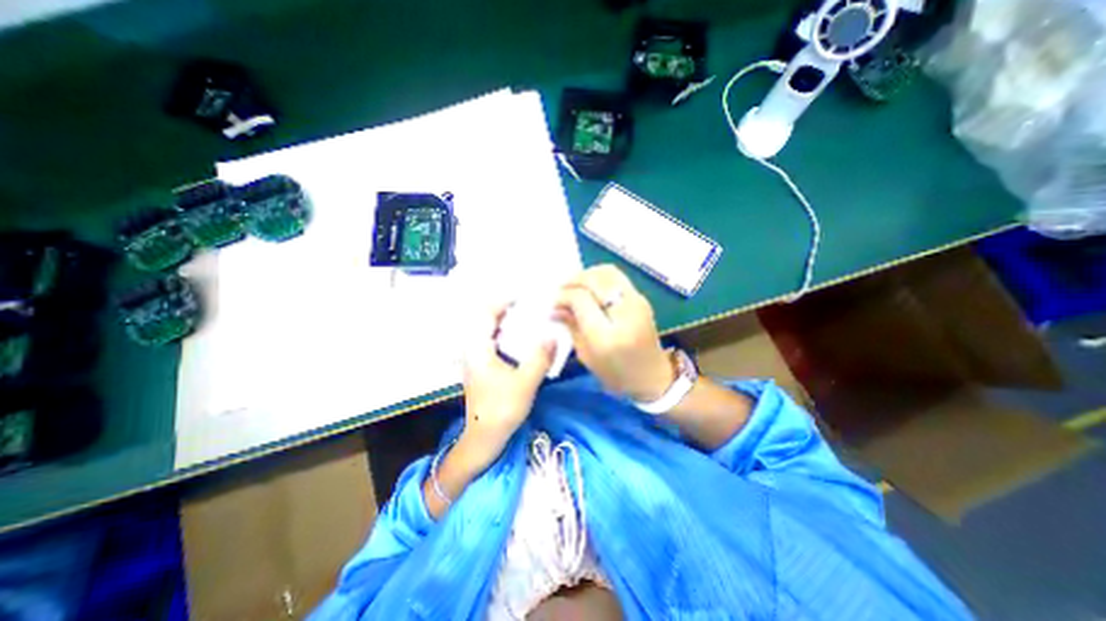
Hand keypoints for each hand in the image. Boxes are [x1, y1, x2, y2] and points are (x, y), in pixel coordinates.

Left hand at [457, 303, 553, 458]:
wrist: (484, 437)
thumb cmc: (502, 409)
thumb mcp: (525, 382)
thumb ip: (540, 357)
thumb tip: (554, 335)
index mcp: (478, 348)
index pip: (485, 313)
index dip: (503, 301)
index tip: (524, 296)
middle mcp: (473, 348)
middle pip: (487, 319)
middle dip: (508, 309)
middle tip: (531, 305)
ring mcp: (477, 357)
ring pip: (491, 330)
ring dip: (508, 321)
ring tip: (530, 317)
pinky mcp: (483, 366)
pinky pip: (494, 341)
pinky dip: (508, 334)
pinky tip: (524, 338)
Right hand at [553, 261, 674, 399]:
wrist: (652, 376)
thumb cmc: (616, 374)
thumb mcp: (586, 356)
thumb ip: (571, 326)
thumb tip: (555, 307)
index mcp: (607, 336)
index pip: (581, 299)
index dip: (564, 296)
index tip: (554, 303)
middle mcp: (624, 313)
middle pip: (594, 280)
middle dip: (573, 281)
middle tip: (561, 289)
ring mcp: (636, 302)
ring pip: (607, 272)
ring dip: (586, 274)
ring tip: (574, 285)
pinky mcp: (641, 299)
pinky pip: (617, 276)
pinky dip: (599, 276)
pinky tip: (590, 286)